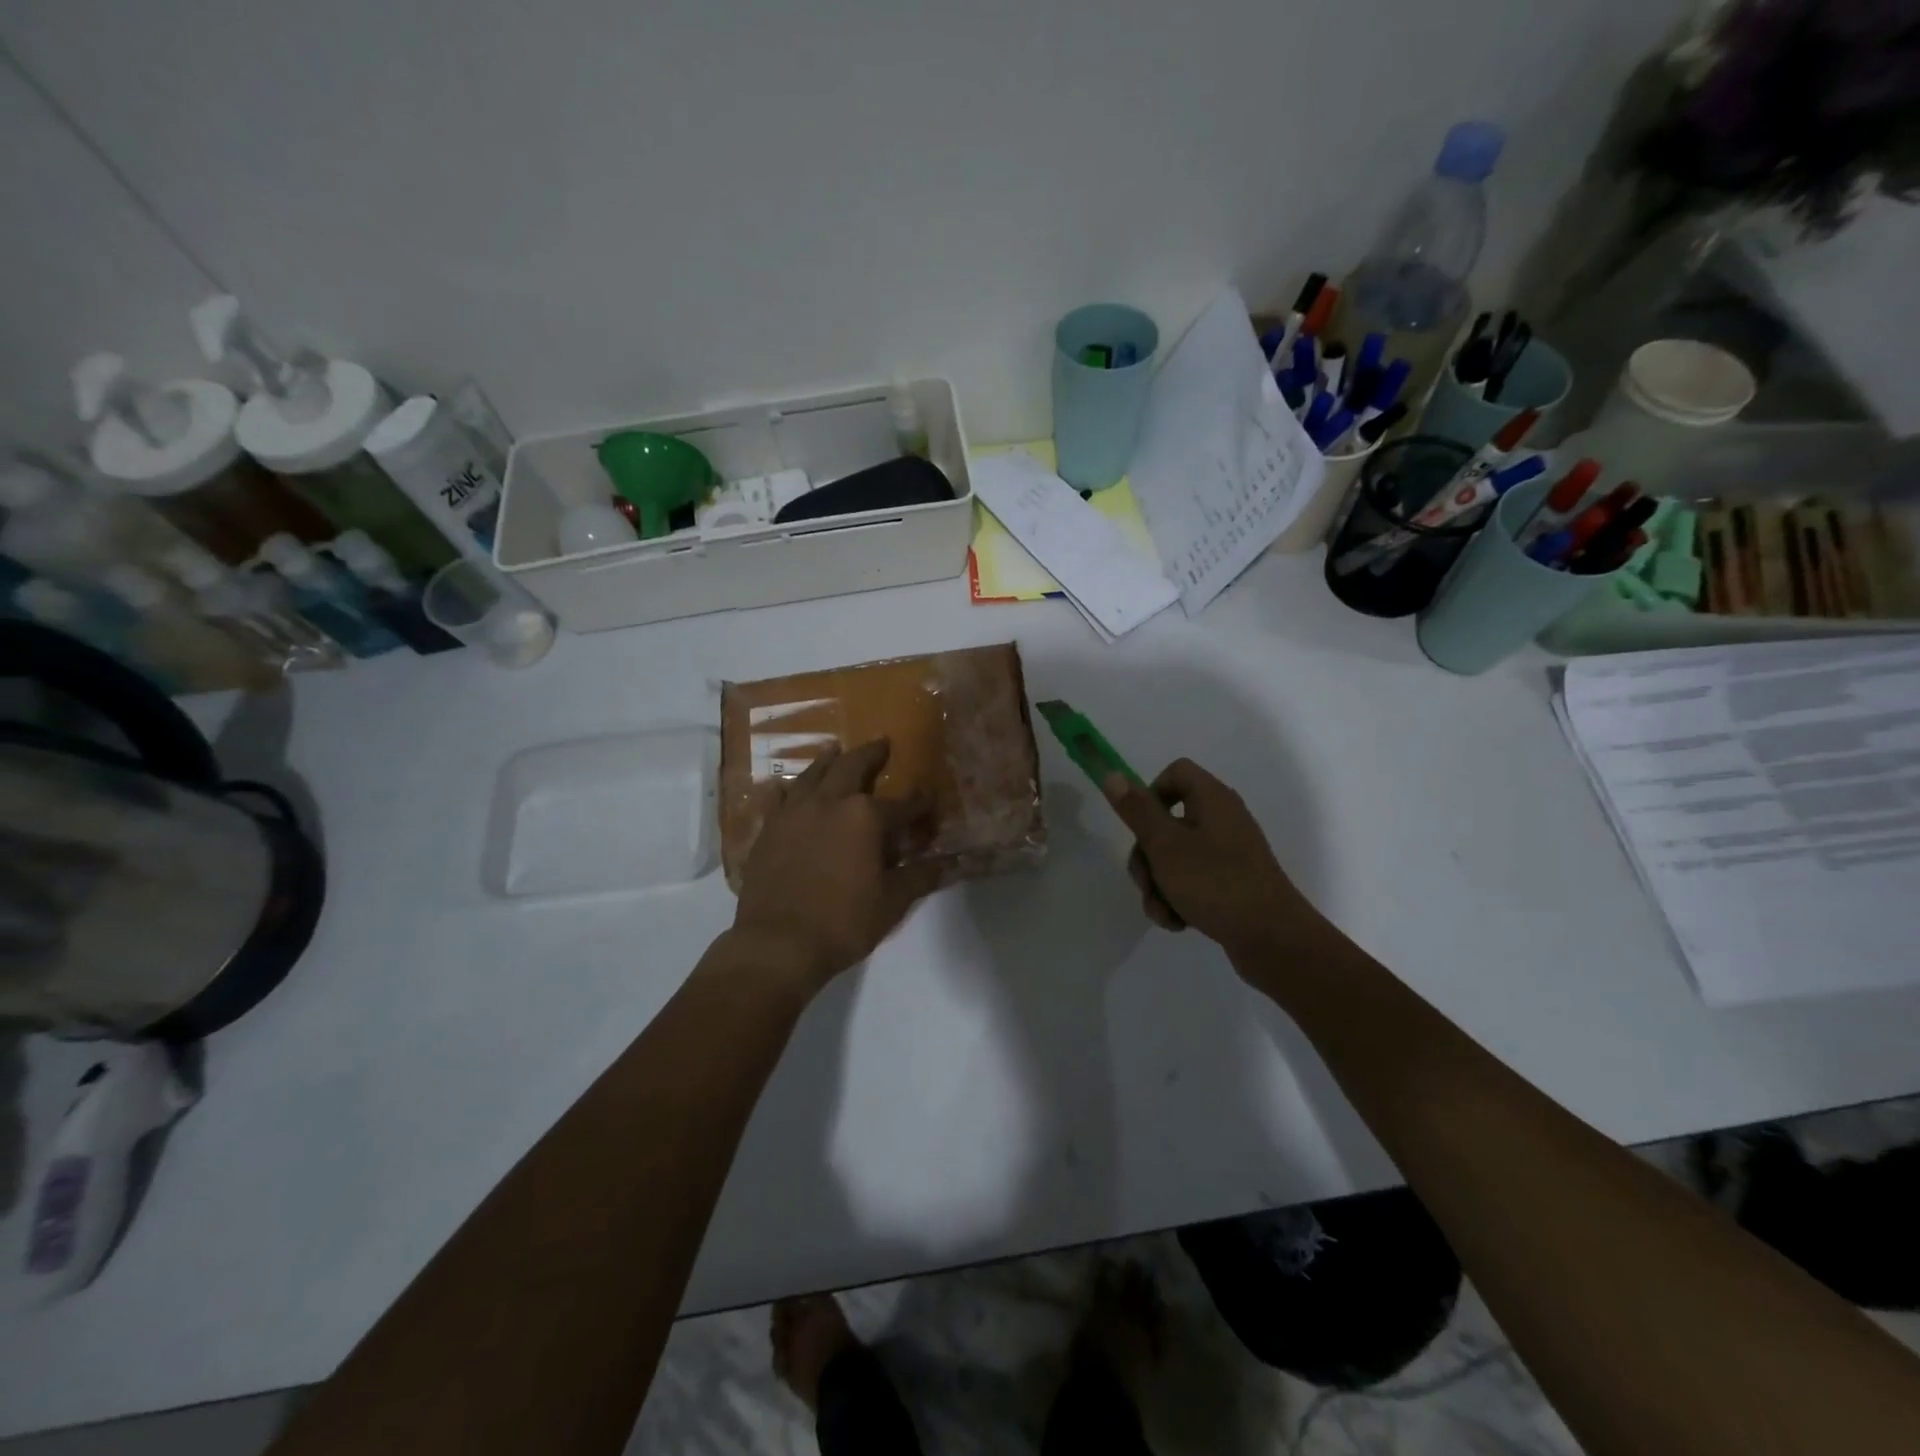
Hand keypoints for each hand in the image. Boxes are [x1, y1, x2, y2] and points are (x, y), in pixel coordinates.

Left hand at [731, 739, 939, 994]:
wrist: (778, 943)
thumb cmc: (843, 922)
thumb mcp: (892, 902)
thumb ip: (920, 876)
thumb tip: (950, 863)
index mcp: (865, 817)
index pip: (902, 804)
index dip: (919, 804)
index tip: (929, 800)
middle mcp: (829, 802)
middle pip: (852, 767)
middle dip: (871, 755)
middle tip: (881, 743)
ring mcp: (794, 812)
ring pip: (813, 774)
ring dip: (827, 760)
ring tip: (834, 748)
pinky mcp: (768, 828)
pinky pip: (778, 798)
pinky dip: (788, 788)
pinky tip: (787, 786)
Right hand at [1102, 758, 1328, 962]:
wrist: (1272, 939)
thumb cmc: (1215, 884)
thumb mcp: (1166, 845)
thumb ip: (1137, 810)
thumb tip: (1113, 774)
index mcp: (1212, 799)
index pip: (1175, 772)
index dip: (1151, 794)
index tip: (1141, 826)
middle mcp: (1222, 819)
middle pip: (1166, 821)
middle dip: (1147, 856)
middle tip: (1146, 882)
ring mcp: (1228, 853)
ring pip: (1174, 857)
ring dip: (1158, 884)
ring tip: (1164, 912)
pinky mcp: (1230, 882)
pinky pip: (1192, 880)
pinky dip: (1178, 898)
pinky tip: (1178, 922)